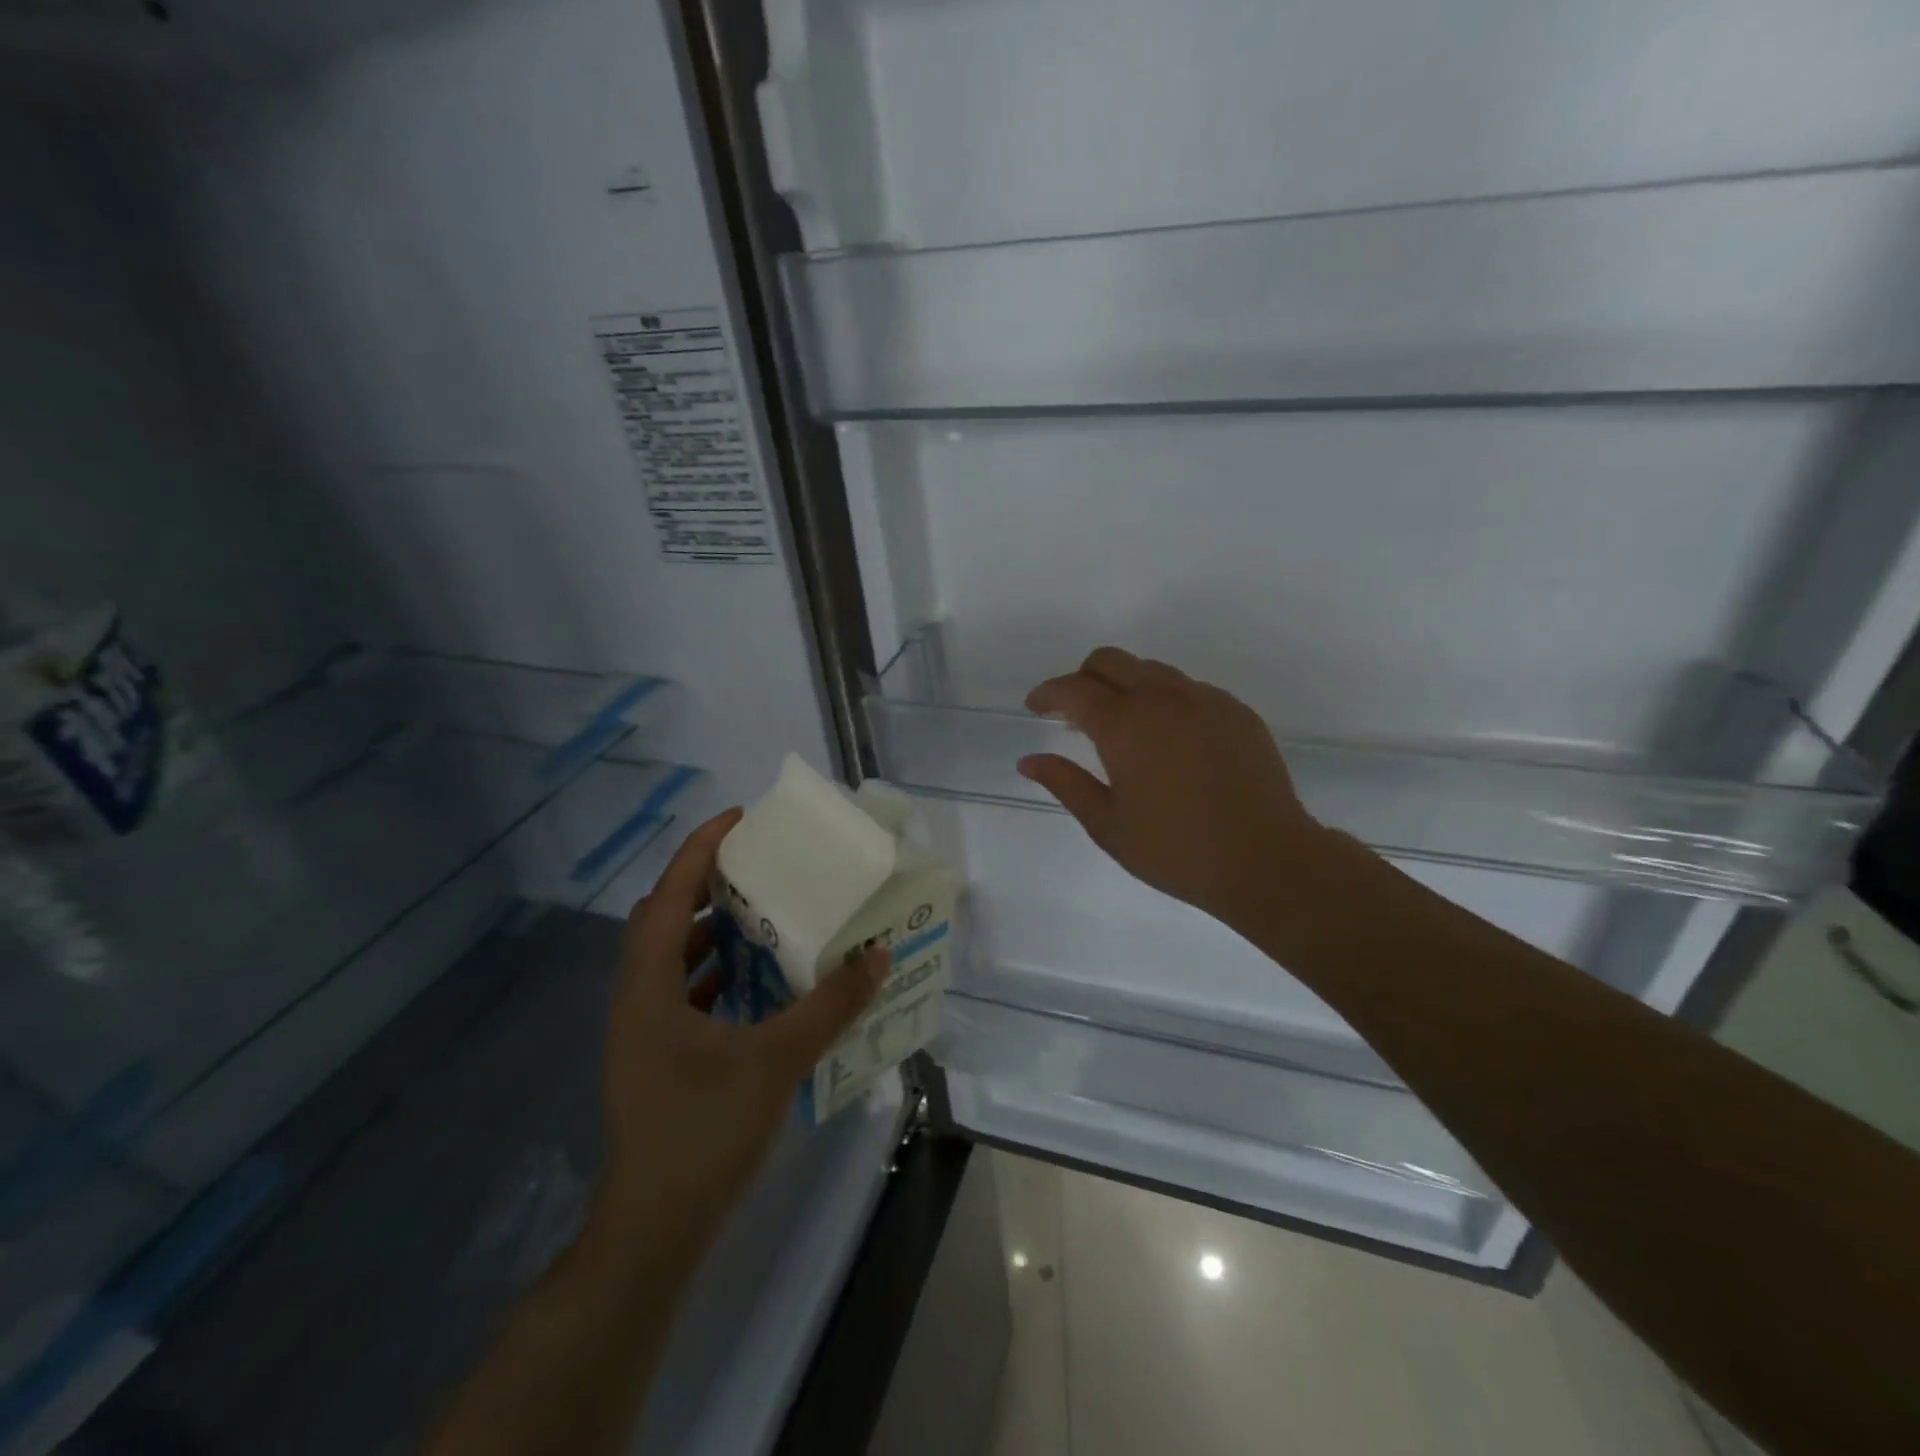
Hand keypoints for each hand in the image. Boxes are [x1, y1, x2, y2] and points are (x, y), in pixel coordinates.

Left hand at [592, 809, 886, 1260]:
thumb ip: (829, 1005)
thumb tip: (878, 955)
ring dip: (712, 931)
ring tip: (764, 915)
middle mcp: (635, 998)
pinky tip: (756, 983)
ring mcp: (641, 1031)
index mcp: (649, 985)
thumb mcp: (776, 1061)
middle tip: (758, 866)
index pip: (669, 894)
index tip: (740, 818)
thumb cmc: (704, 1134)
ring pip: (672, 958)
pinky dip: (715, 973)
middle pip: (664, 918)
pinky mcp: (655, 1058)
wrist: (653, 1232)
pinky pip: (682, 992)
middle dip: (706, 884)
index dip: (700, 849)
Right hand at [1016, 647, 1326, 928]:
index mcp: (1125, 725)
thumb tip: (1029, 760)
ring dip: (1125, 686)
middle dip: (1083, 678)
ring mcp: (1205, 700)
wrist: (1266, 860)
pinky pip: (1189, 689)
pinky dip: (1165, 700)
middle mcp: (1163, 699)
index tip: (1036, 707)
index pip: (1074, 689)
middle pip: (1111, 661)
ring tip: (1123, 727)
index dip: (1048, 694)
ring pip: (1152, 670)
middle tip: (1074, 713)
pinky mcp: (1236, 711)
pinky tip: (1169, 739)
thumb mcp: (1108, 825)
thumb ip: (1066, 783)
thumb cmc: (1176, 850)